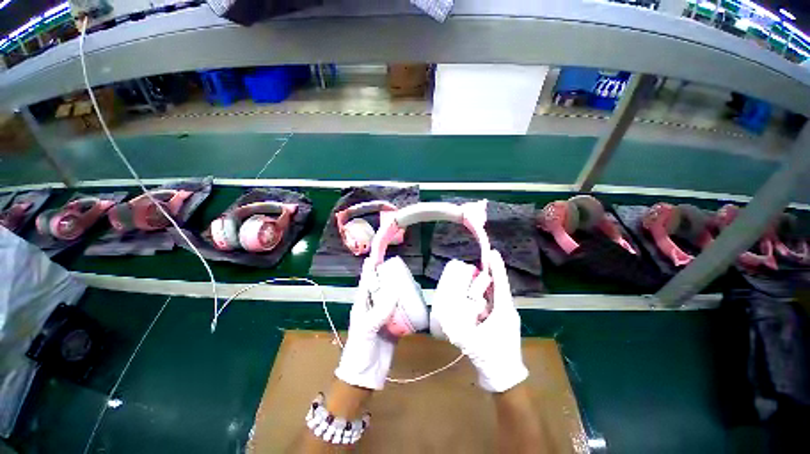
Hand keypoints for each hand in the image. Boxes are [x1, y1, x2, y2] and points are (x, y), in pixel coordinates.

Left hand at [334, 259, 397, 389]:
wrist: (365, 375)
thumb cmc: (360, 349)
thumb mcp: (367, 328)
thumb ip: (380, 310)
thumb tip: (395, 291)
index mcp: (363, 304)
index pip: (366, 281)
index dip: (370, 268)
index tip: (376, 255)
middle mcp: (373, 306)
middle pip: (381, 287)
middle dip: (388, 276)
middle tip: (399, 267)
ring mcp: (384, 316)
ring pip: (392, 297)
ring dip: (399, 289)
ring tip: (409, 280)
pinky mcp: (393, 325)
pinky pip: (401, 311)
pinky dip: (407, 304)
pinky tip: (414, 299)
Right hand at [432, 250, 527, 391]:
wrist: (505, 379)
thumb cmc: (491, 357)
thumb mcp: (471, 341)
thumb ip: (455, 327)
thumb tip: (443, 314)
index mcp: (503, 311)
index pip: (500, 284)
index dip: (497, 267)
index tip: (492, 252)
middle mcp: (506, 311)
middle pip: (497, 288)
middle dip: (488, 276)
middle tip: (475, 268)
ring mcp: (505, 317)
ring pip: (495, 296)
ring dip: (485, 287)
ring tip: (472, 281)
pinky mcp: (501, 323)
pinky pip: (493, 304)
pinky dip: (484, 298)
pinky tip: (473, 299)